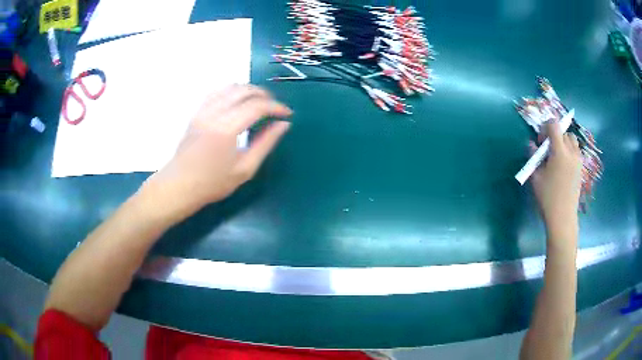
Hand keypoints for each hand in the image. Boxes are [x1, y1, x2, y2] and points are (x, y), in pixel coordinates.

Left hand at [141, 85, 291, 220]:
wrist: (179, 185)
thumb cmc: (212, 183)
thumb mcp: (245, 169)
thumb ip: (266, 143)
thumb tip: (283, 125)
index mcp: (226, 128)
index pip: (257, 106)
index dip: (276, 107)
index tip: (287, 114)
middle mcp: (214, 113)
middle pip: (245, 90)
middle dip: (265, 95)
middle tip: (275, 109)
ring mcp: (203, 110)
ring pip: (231, 87)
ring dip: (249, 91)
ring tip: (260, 103)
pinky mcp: (197, 111)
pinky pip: (217, 91)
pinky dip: (232, 91)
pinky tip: (238, 102)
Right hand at [530, 122, 581, 241]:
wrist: (563, 217)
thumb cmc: (547, 198)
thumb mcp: (535, 177)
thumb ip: (533, 157)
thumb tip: (531, 144)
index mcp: (559, 152)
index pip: (554, 125)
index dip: (545, 127)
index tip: (540, 140)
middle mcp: (571, 152)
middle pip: (563, 131)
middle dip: (554, 135)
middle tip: (547, 150)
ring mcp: (578, 160)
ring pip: (572, 140)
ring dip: (563, 142)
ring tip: (557, 156)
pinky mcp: (581, 168)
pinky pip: (576, 150)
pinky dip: (569, 150)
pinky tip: (563, 165)